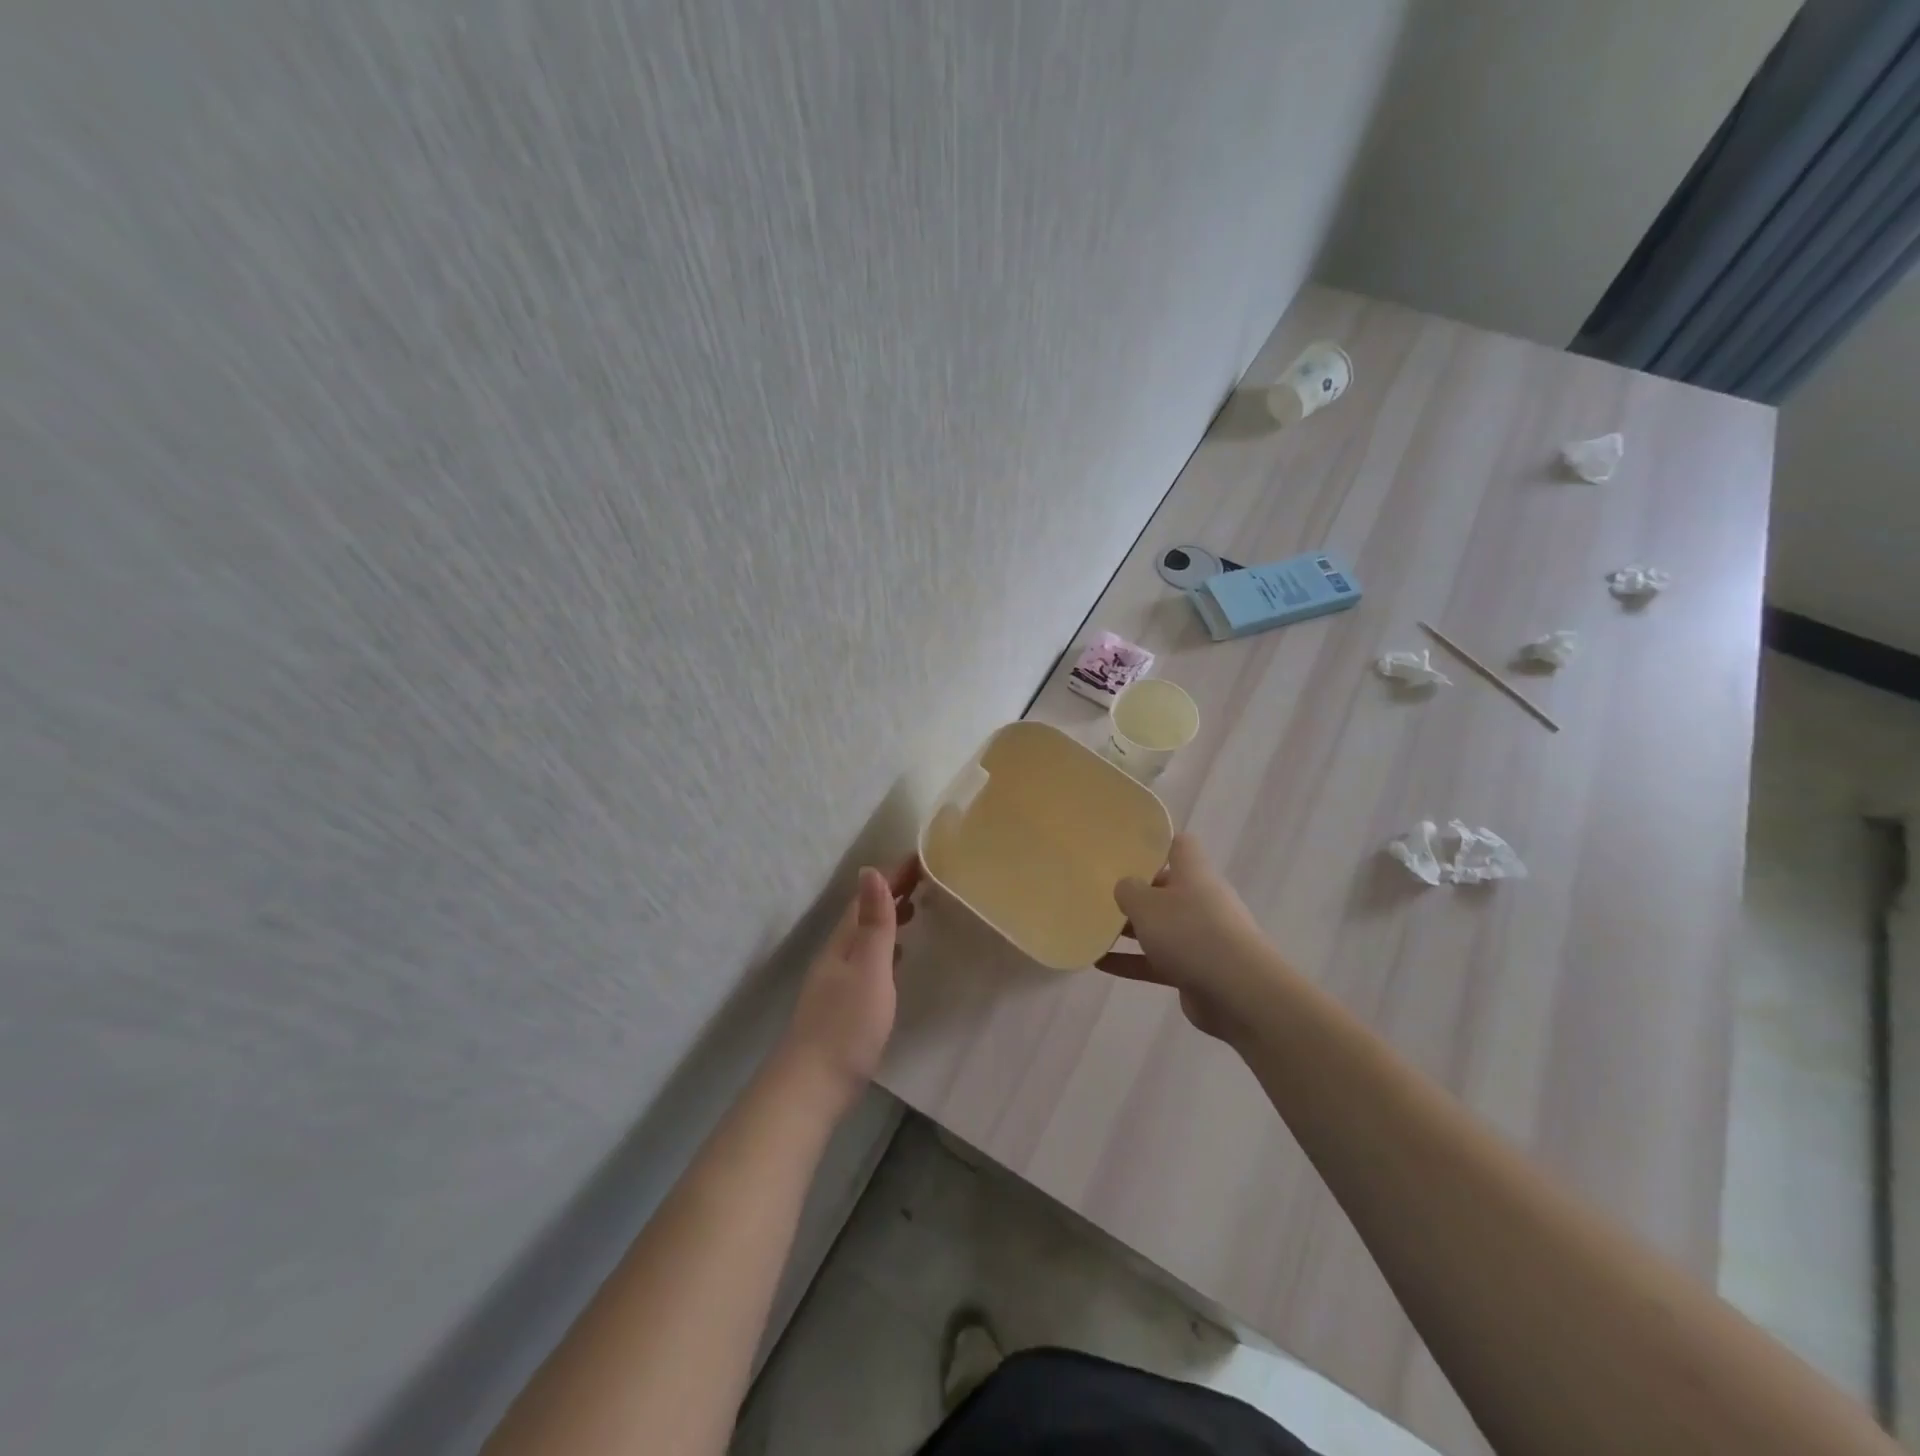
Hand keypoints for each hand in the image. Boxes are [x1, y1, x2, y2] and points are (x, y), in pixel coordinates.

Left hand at [778, 859, 918, 1114]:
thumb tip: (870, 871)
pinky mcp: (843, 1004)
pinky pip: (868, 959)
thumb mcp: (868, 969)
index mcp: (843, 942)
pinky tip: (898, 959)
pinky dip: (886, 948)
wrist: (811, 1087)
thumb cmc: (846, 1026)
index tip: (920, 857)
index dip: (892, 876)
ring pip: (865, 937)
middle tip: (925, 878)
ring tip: (916, 909)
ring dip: (889, 918)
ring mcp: (837, 980)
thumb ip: (873, 924)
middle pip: (864, 914)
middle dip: (892, 892)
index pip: (867, 897)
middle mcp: (837, 955)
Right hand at [1097, 834, 1280, 1043]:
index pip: (1178, 845)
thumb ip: (1128, 890)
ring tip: (1093, 927)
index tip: (1125, 848)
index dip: (1155, 843)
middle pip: (1165, 888)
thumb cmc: (1190, 933)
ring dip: (1129, 929)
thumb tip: (1125, 886)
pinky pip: (1157, 961)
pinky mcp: (1195, 970)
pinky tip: (1100, 963)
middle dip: (1135, 891)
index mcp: (1194, 874)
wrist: (1237, 992)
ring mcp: (1200, 937)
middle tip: (1099, 891)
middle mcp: (1201, 900)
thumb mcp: (1147, 904)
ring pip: (1160, 927)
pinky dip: (1131, 961)